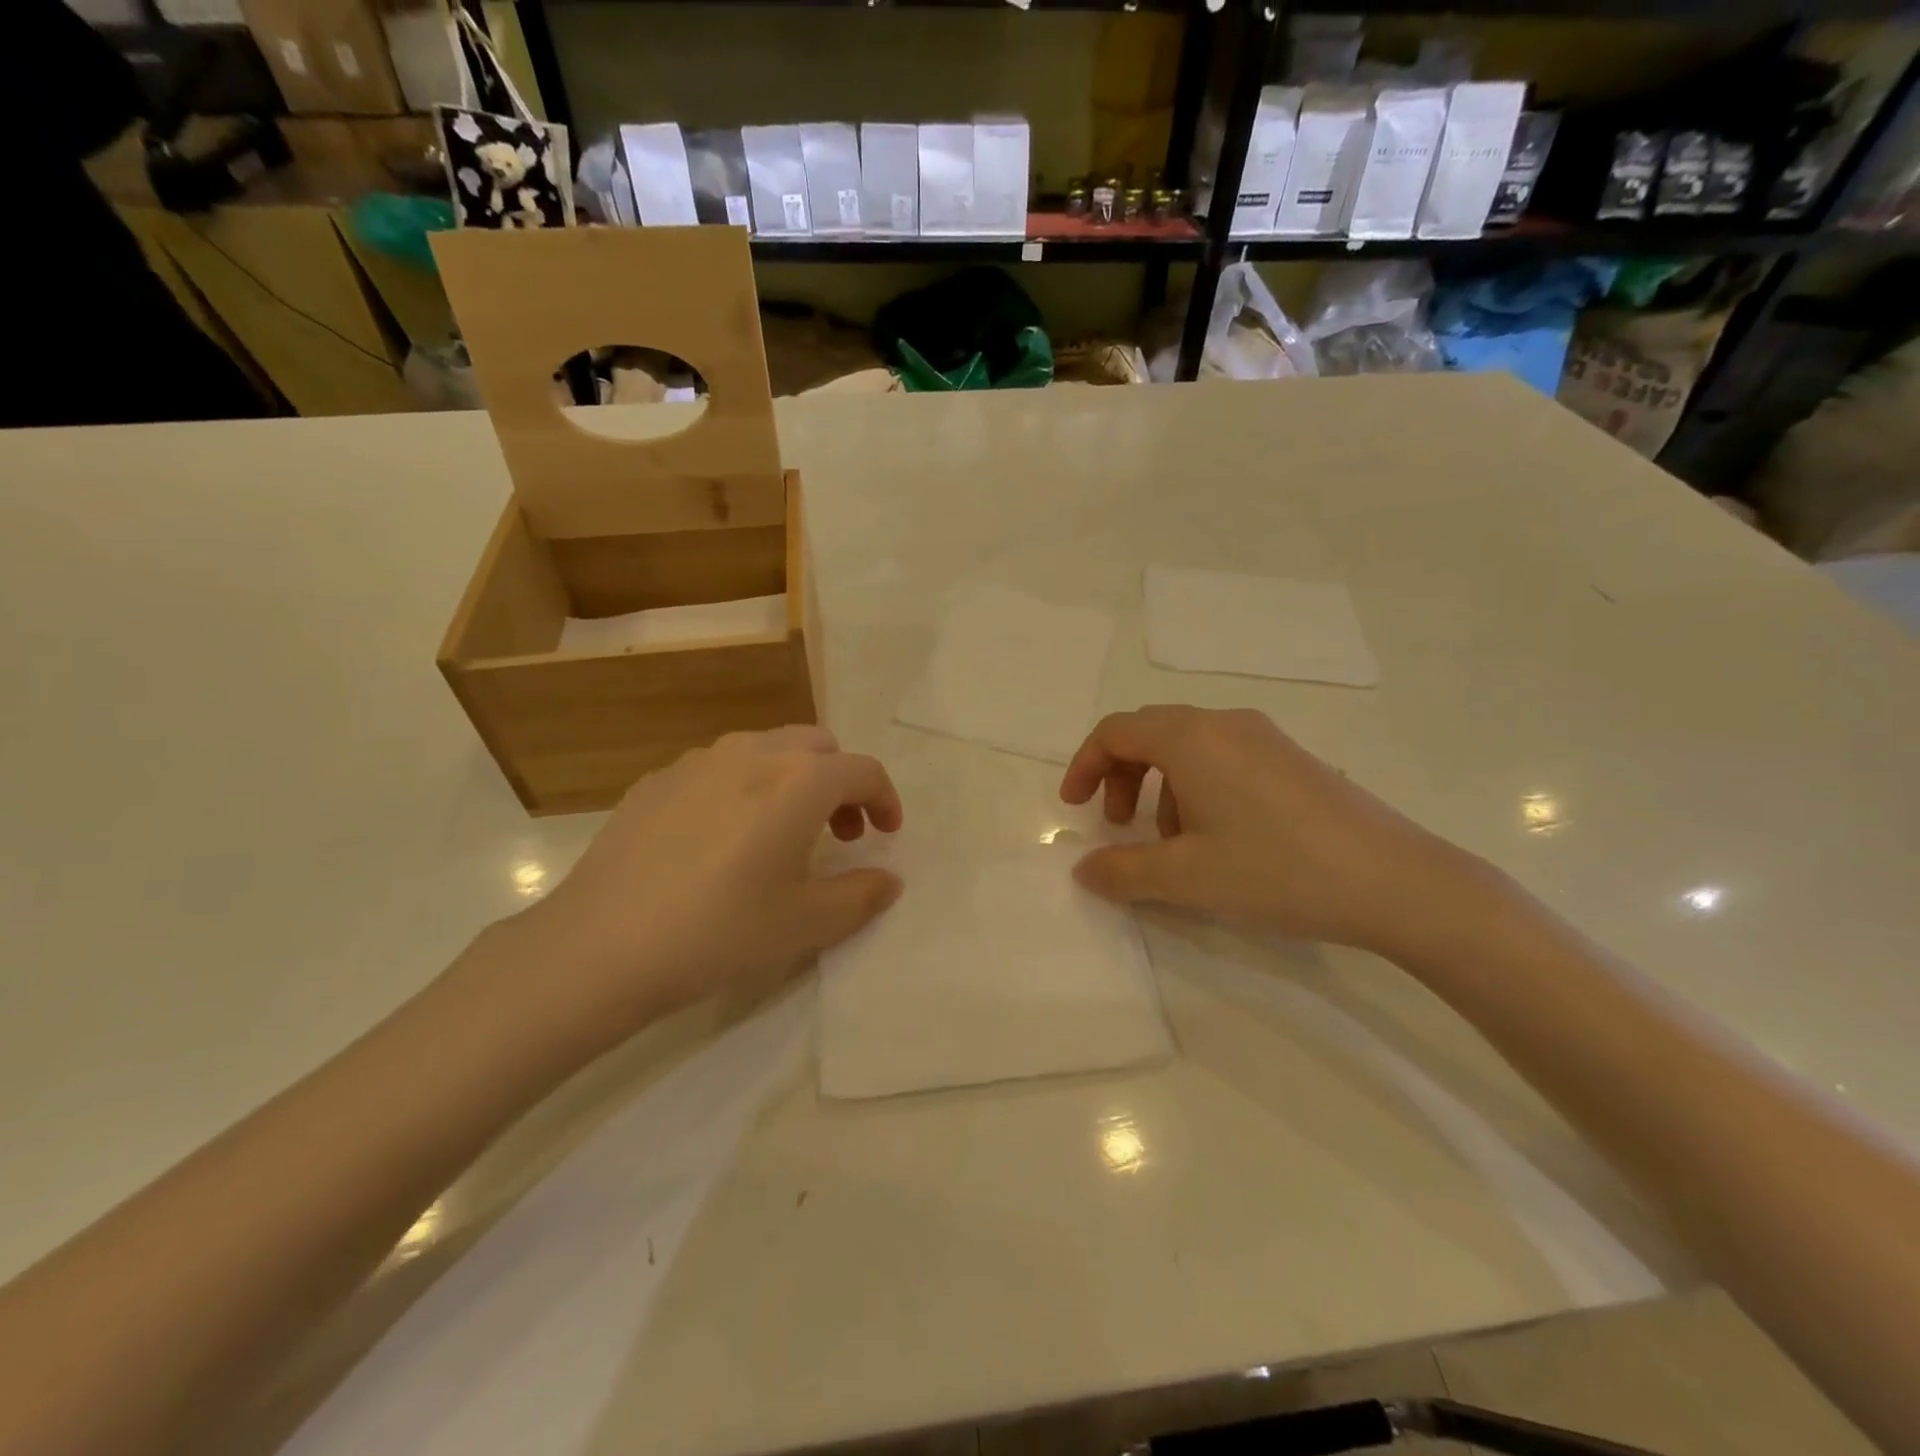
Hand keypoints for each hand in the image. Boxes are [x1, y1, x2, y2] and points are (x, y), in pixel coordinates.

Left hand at [495, 727, 903, 1042]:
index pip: (862, 771)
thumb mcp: (806, 924)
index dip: (885, 800)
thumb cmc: (720, 930)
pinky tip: (722, 839)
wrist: (600, 946)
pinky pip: (719, 768)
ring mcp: (698, 761)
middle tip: (839, 833)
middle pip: (818, 745)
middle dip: (841, 782)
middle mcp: (753, 753)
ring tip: (782, 832)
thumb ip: (860, 896)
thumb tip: (888, 880)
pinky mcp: (656, 780)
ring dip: (793, 779)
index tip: (887, 834)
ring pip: (767, 748)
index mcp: (799, 780)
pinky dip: (743, 787)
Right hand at [1060, 706, 1498, 958]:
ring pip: (1188, 747)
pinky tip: (1220, 839)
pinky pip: (1223, 758)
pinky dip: (1198, 788)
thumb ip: (1123, 872)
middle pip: (1150, 733)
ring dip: (1161, 787)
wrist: (1397, 882)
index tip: (1075, 808)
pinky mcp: (1293, 758)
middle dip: (1121, 777)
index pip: (1116, 731)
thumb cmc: (1278, 870)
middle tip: (1119, 827)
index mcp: (1192, 738)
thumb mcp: (1187, 878)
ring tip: (1173, 843)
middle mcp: (1225, 723)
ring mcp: (1265, 737)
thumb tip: (1083, 869)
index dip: (1084, 766)